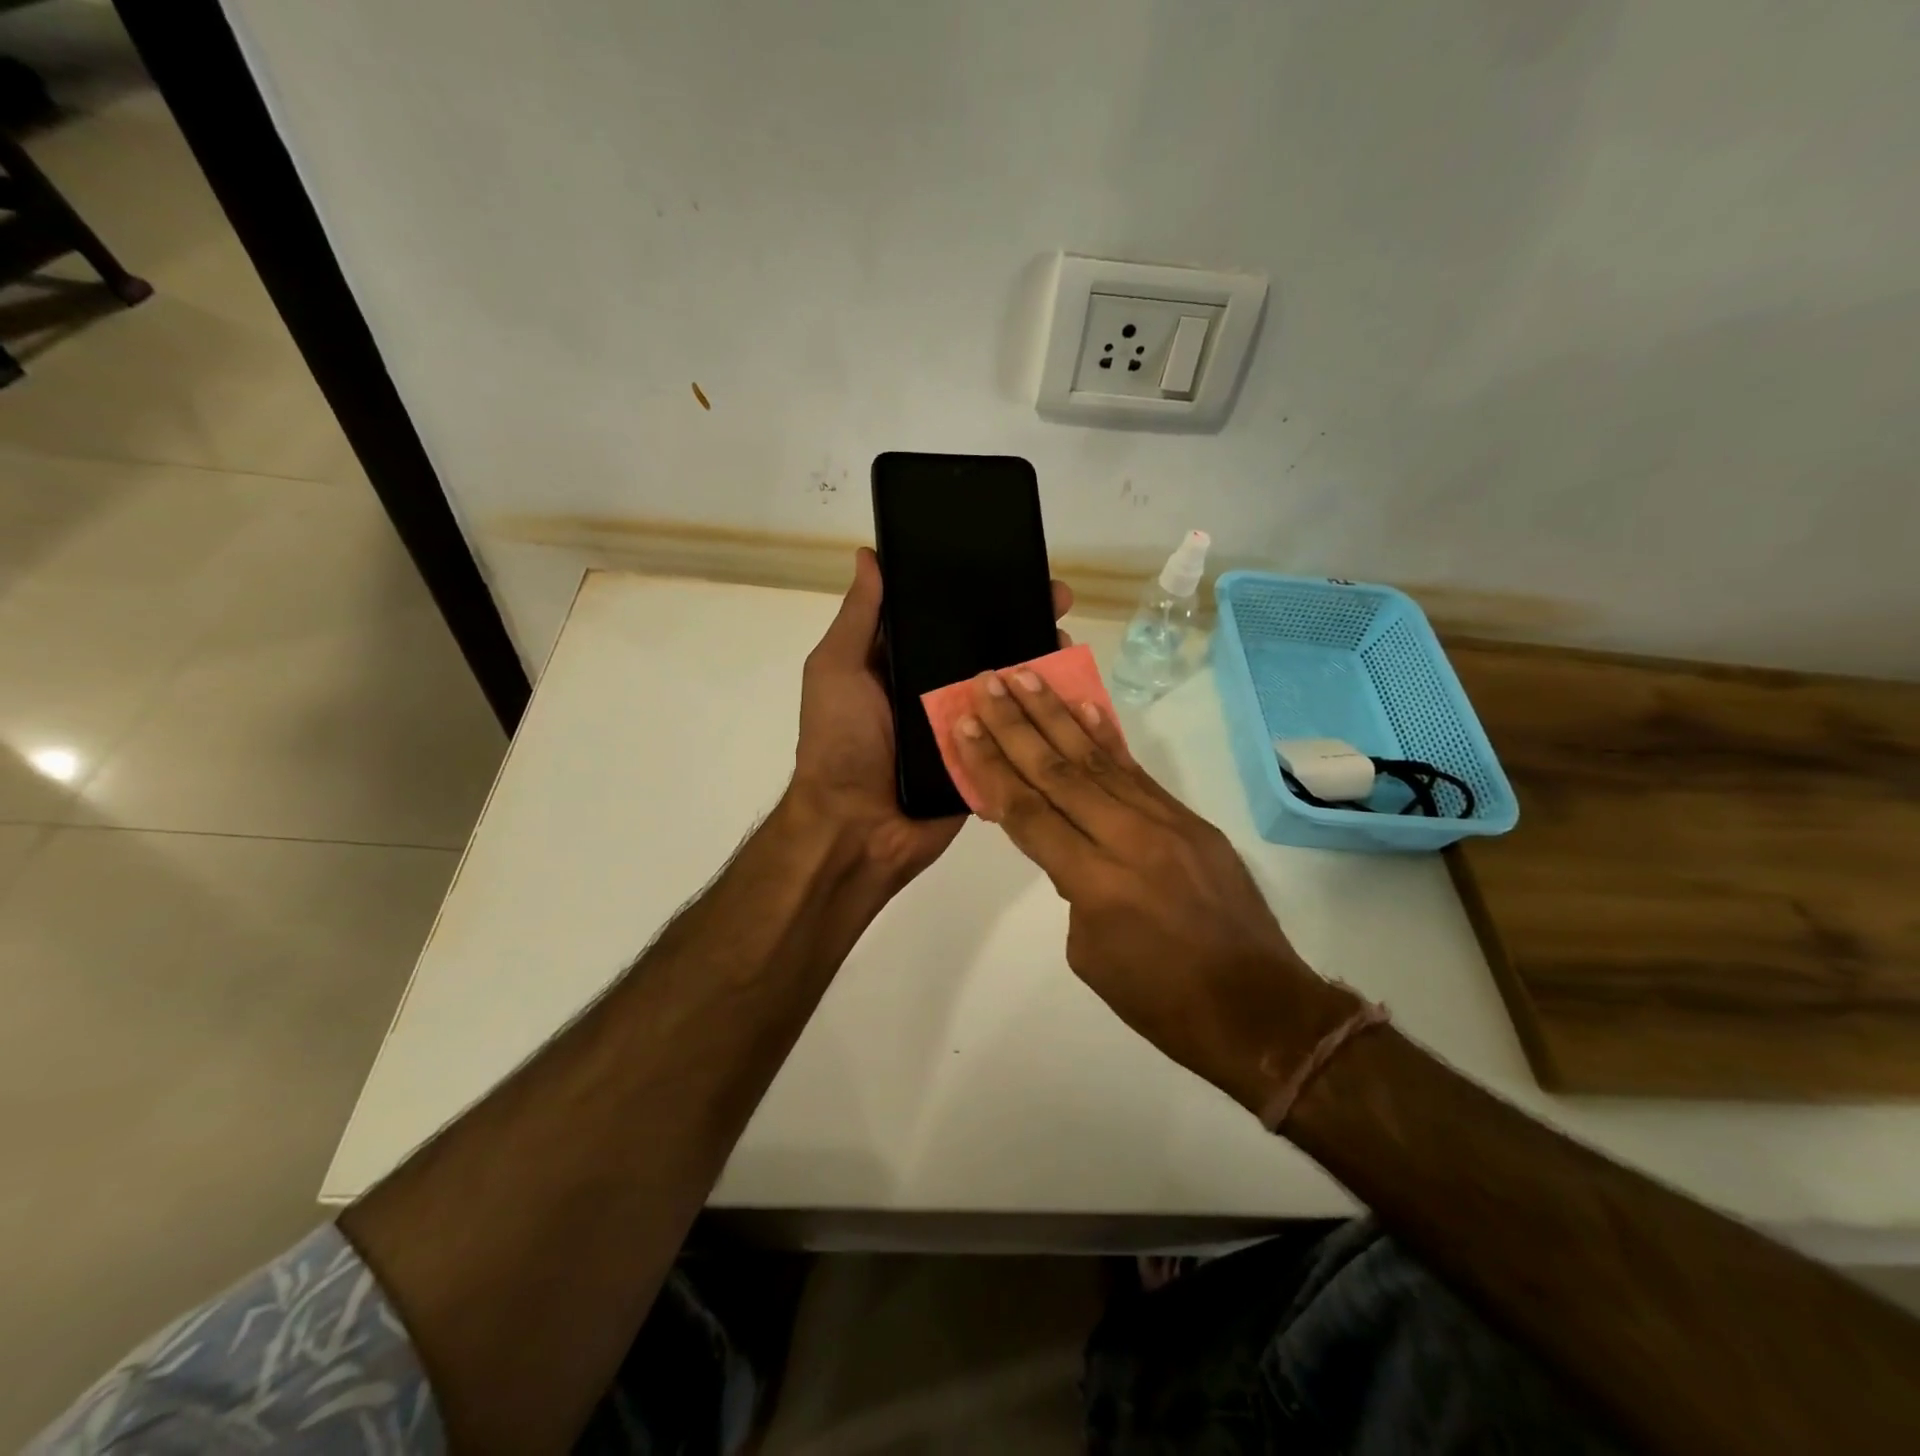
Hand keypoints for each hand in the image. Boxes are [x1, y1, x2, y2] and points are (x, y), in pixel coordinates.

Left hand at [789, 548, 1071, 884]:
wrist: (856, 829)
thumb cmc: (840, 743)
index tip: (1012, 567)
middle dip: (1023, 623)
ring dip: (1041, 665)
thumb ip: (859, 618)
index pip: (948, 619)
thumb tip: (869, 556)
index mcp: (905, 665)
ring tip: (1069, 642)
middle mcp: (937, 690)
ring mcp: (966, 727)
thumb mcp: (836, 670)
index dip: (980, 592)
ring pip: (1010, 689)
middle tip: (1059, 602)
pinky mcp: (985, 761)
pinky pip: (1017, 734)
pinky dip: (1043, 716)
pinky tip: (1072, 692)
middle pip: (988, 649)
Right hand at [949, 667, 1355, 1111]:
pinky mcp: (1190, 820)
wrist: (1258, 1009)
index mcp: (1096, 884)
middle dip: (1017, 724)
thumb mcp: (1091, 954)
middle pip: (1059, 771)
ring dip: (1058, 715)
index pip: (1028, 812)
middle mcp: (1128, 840)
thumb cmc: (1161, 1000)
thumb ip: (1073, 889)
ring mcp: (1165, 823)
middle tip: (988, 682)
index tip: (965, 724)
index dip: (992, 766)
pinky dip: (1107, 738)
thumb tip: (1073, 849)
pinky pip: (1138, 772)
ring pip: (1098, 759)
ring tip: (1028, 676)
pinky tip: (1086, 707)